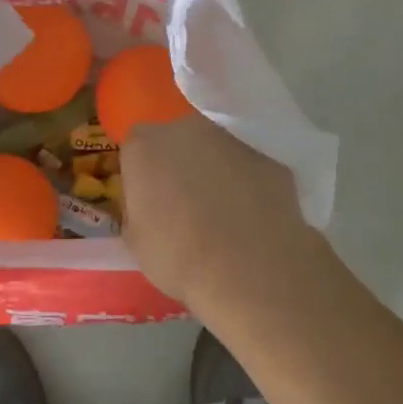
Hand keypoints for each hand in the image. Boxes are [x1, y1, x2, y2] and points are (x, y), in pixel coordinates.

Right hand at [121, 115, 329, 314]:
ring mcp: (231, 141)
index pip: (135, 148)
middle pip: (176, 141)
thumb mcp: (135, 240)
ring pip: (214, 152)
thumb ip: (136, 209)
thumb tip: (147, 206)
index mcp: (145, 145)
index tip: (148, 203)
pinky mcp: (268, 160)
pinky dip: (246, 188)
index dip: (142, 175)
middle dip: (178, 166)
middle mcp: (187, 130)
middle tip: (183, 207)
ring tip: (222, 218)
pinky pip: (247, 171)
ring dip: (213, 174)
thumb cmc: (179, 257)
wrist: (251, 273)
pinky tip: (250, 222)